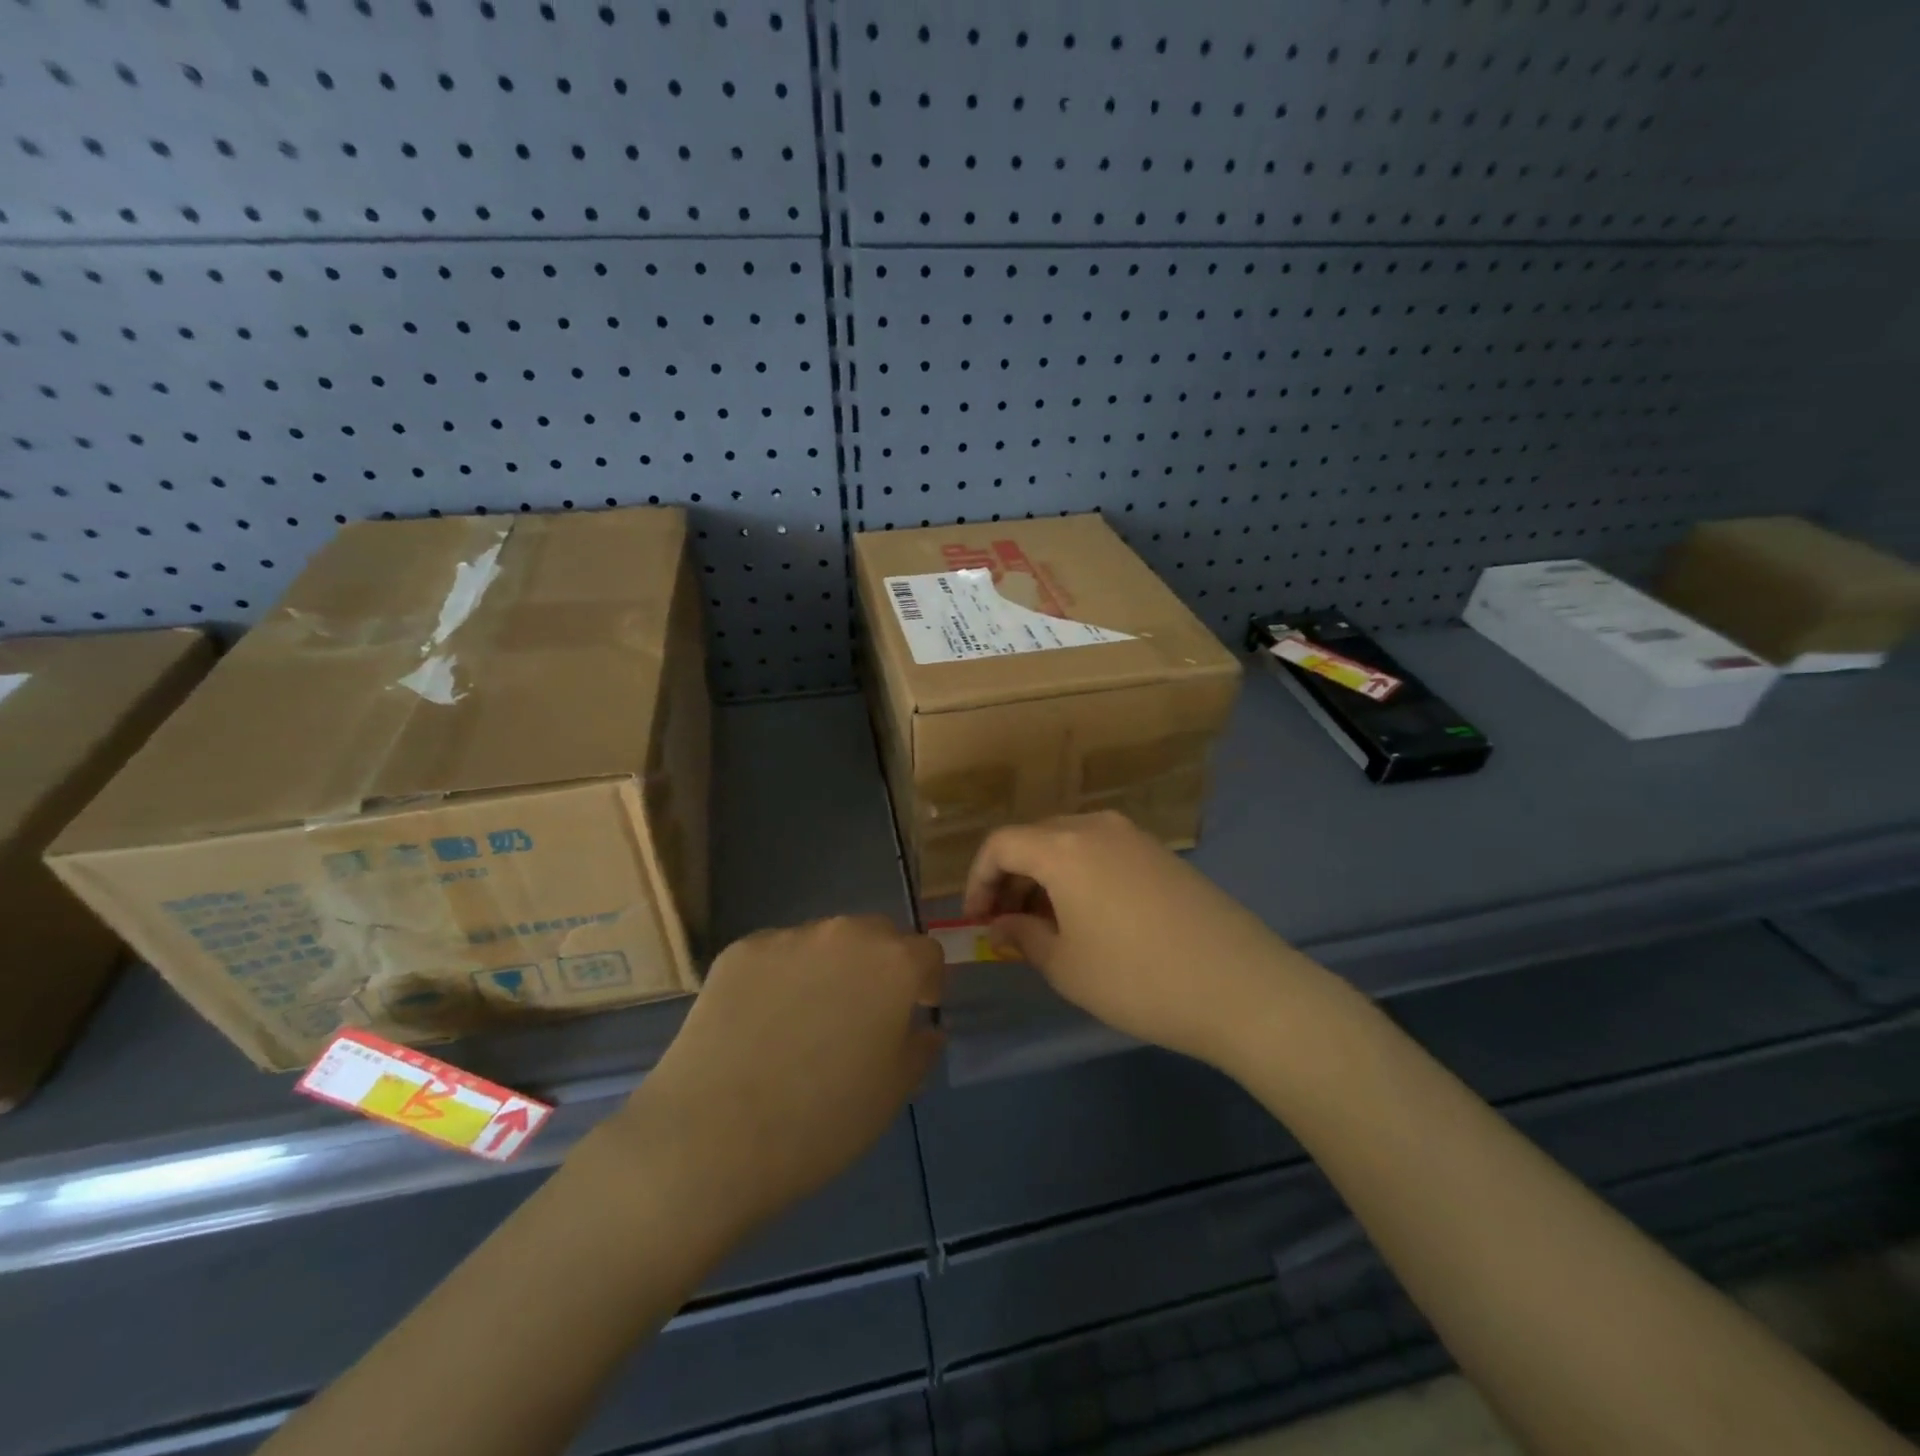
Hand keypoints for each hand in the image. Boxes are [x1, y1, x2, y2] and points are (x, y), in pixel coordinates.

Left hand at [606, 915, 942, 1241]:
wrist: (713, 1135)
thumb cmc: (822, 1121)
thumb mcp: (892, 1094)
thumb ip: (919, 1049)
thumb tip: (923, 1028)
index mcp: (894, 963)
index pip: (927, 954)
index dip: (926, 983)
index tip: (915, 1012)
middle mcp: (846, 934)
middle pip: (877, 936)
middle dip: (880, 967)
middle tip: (862, 1015)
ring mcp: (788, 937)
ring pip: (824, 943)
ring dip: (829, 969)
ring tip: (804, 1022)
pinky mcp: (740, 950)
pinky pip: (776, 956)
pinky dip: (780, 978)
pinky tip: (761, 1024)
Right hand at [964, 812, 1305, 1068]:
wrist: (1240, 986)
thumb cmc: (1137, 979)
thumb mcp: (1066, 966)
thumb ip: (1023, 936)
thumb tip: (1003, 924)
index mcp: (1063, 847)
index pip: (1000, 844)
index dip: (978, 879)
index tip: (977, 920)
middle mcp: (1096, 827)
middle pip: (1034, 837)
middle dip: (1011, 876)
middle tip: (1007, 923)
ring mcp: (1134, 836)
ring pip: (1069, 842)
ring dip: (1045, 875)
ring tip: (1046, 924)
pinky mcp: (1162, 853)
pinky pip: (1102, 850)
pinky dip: (1079, 873)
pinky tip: (1089, 916)